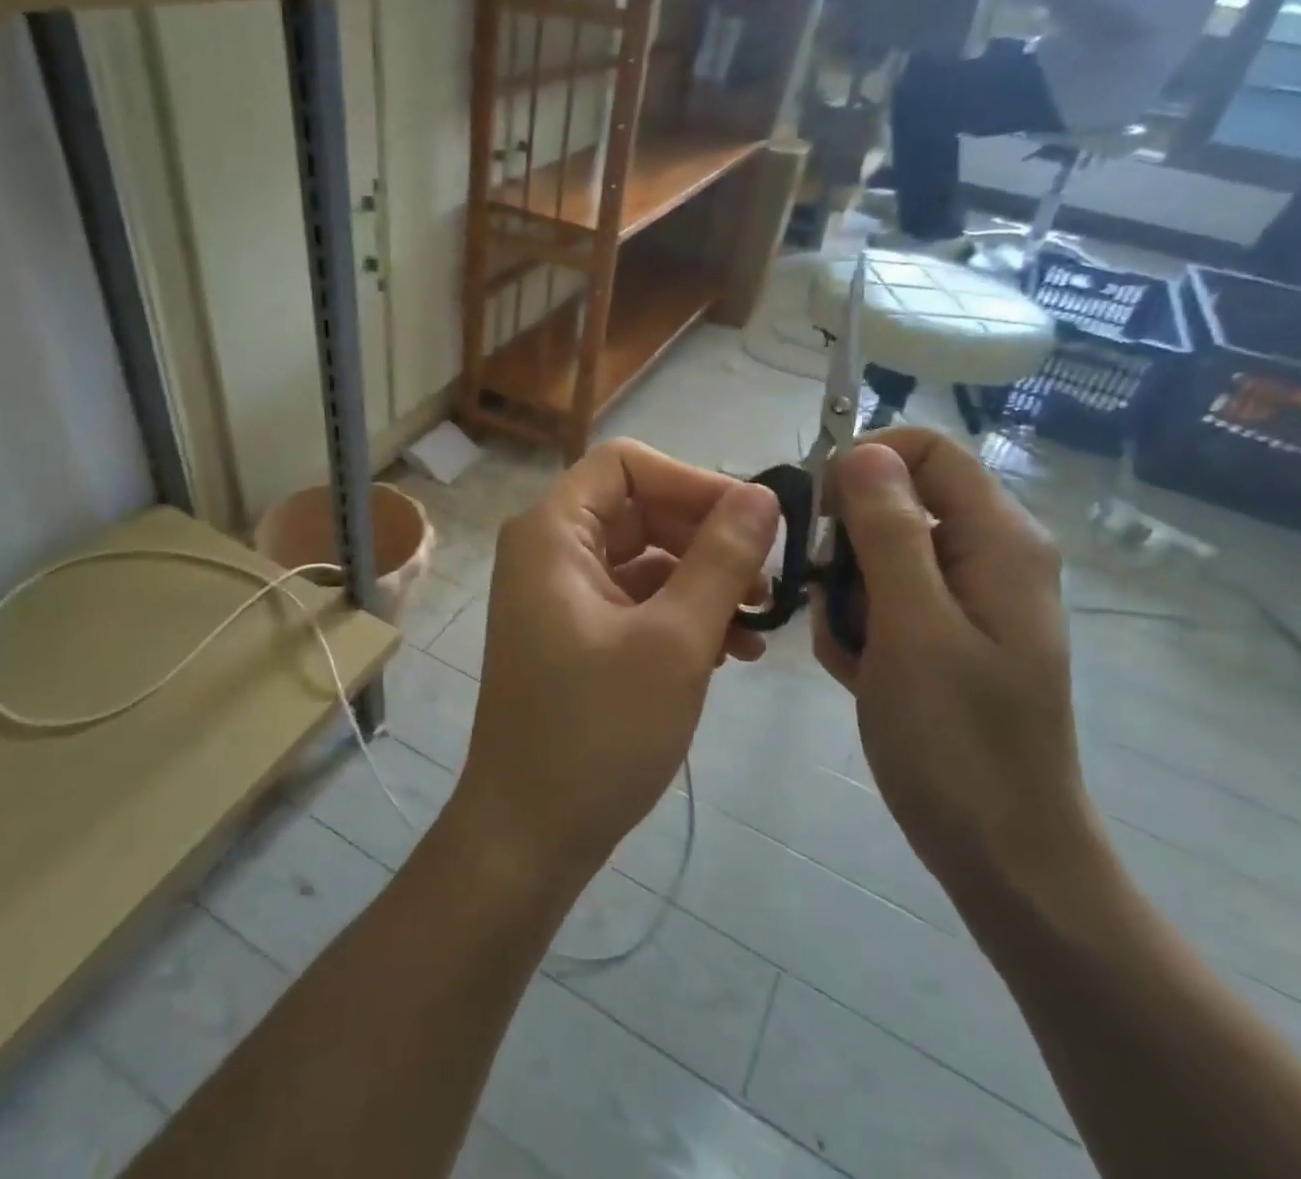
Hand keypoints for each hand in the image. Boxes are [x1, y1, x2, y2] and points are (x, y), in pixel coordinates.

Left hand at [450, 441, 777, 885]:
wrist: (530, 835)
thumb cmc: (597, 732)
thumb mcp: (675, 641)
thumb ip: (721, 560)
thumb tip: (761, 494)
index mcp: (553, 532)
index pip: (627, 465)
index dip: (692, 481)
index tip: (753, 520)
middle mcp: (551, 551)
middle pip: (641, 509)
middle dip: (708, 538)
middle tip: (771, 579)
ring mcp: (563, 595)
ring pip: (647, 558)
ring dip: (706, 581)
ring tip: (762, 624)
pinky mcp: (580, 634)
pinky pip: (639, 600)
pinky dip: (684, 615)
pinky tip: (735, 651)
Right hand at [811, 430, 1089, 898]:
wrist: (1002, 854)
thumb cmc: (957, 741)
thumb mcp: (912, 627)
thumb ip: (888, 530)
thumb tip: (861, 451)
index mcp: (998, 540)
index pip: (926, 450)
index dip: (863, 465)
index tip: (818, 516)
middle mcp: (989, 554)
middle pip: (896, 501)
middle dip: (847, 545)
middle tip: (832, 603)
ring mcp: (968, 597)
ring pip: (878, 553)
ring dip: (846, 595)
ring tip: (852, 653)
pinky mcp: (945, 633)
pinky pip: (884, 599)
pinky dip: (858, 627)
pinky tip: (859, 672)